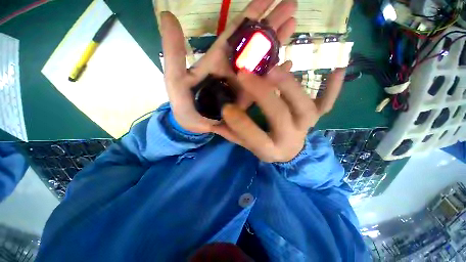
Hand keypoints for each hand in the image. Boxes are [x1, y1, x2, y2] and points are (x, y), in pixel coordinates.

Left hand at [158, 0, 296, 133]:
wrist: (195, 125)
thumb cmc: (184, 105)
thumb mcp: (175, 78)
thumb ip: (174, 51)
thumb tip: (167, 15)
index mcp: (217, 59)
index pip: (236, 31)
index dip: (252, 13)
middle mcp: (233, 67)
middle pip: (254, 41)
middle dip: (272, 22)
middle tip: (292, 6)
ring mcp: (243, 82)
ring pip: (263, 59)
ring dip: (277, 42)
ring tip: (293, 25)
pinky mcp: (248, 96)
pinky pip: (264, 82)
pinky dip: (276, 73)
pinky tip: (288, 64)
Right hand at [212, 63, 346, 162]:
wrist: (289, 151)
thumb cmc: (267, 148)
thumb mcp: (248, 146)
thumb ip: (233, 134)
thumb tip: (213, 123)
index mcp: (271, 149)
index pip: (255, 138)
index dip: (240, 123)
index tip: (226, 107)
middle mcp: (291, 138)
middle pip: (280, 115)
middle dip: (263, 94)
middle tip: (246, 74)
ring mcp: (307, 126)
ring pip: (305, 105)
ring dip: (289, 85)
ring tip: (272, 67)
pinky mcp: (317, 116)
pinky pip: (328, 102)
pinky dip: (334, 87)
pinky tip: (338, 68)